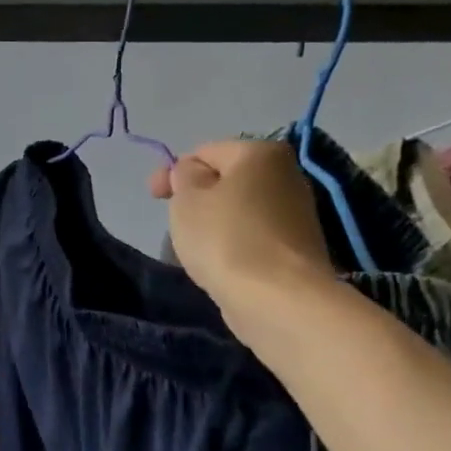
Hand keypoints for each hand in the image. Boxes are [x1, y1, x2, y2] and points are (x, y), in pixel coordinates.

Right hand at [149, 140, 335, 324]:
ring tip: (194, 248)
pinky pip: (252, 236)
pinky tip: (219, 263)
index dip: (173, 172)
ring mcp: (296, 214)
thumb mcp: (187, 198)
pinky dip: (232, 245)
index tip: (153, 197)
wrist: (278, 298)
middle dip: (196, 198)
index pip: (205, 151)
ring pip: (238, 210)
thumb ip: (183, 175)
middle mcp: (287, 175)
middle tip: (174, 223)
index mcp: (261, 153)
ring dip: (213, 223)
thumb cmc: (226, 238)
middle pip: (226, 180)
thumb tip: (193, 173)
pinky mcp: (296, 249)